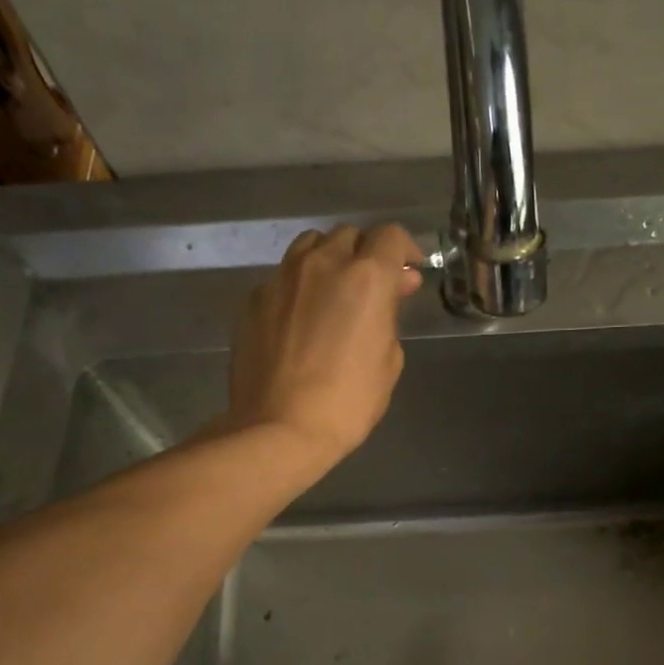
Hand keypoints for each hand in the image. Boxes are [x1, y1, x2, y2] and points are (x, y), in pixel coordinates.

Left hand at [224, 223, 425, 467]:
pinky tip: (301, 318)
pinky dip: (299, 287)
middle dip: (366, 254)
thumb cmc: (348, 402)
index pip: (390, 236)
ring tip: (335, 292)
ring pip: (311, 246)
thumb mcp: (389, 361)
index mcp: (365, 277)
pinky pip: (283, 277)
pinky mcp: (254, 299)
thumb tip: (394, 288)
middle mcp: (323, 264)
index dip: (405, 251)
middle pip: (349, 236)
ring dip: (330, 260)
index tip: (409, 272)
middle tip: (373, 287)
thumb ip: (391, 314)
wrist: (280, 428)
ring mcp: (282, 278)